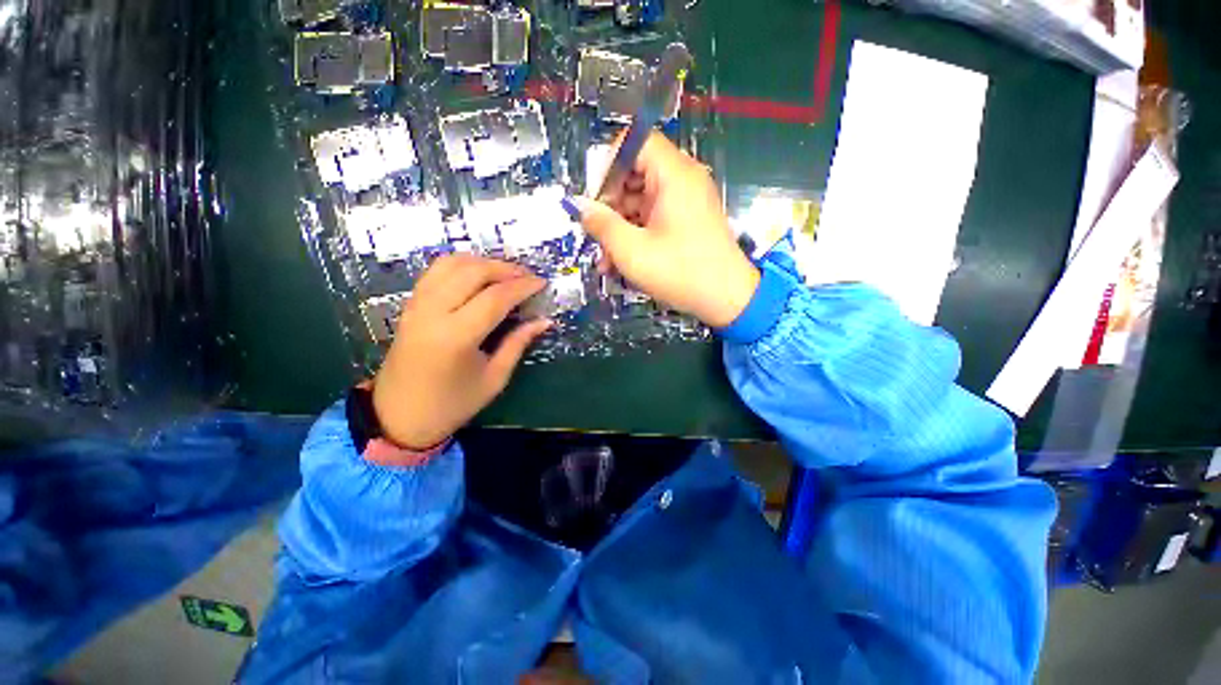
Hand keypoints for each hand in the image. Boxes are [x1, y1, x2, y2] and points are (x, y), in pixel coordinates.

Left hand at [371, 255, 550, 449]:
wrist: (399, 416)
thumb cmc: (452, 403)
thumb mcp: (494, 378)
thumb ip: (518, 343)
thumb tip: (544, 321)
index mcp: (456, 337)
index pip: (495, 297)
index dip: (522, 286)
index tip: (542, 283)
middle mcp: (433, 312)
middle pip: (473, 271)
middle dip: (505, 268)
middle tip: (527, 276)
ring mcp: (417, 305)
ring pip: (451, 263)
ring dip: (483, 262)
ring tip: (506, 273)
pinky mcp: (410, 304)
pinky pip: (436, 271)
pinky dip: (462, 264)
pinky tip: (479, 275)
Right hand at [573, 132, 759, 326]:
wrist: (727, 300)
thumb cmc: (680, 272)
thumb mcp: (632, 251)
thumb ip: (602, 224)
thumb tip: (579, 206)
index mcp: (673, 174)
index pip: (634, 142)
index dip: (608, 164)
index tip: (594, 198)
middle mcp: (682, 180)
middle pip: (635, 173)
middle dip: (610, 204)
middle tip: (596, 233)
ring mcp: (686, 201)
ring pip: (641, 200)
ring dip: (620, 226)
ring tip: (605, 259)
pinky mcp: (687, 220)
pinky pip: (654, 216)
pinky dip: (637, 234)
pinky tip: (621, 261)